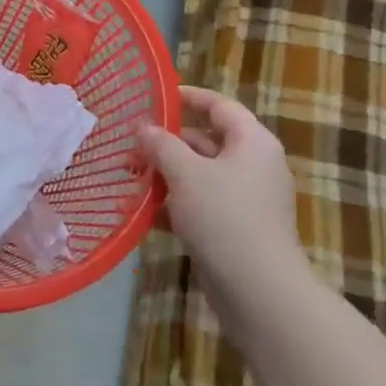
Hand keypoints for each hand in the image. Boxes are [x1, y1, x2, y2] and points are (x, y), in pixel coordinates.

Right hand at [138, 86, 302, 272]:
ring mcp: (245, 199)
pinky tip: (140, 214)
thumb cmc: (224, 216)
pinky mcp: (234, 228)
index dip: (189, 97)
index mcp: (251, 142)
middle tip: (128, 147)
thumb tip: (144, 128)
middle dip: (165, 144)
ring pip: (198, 176)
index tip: (156, 97)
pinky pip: (199, 205)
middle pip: (205, 141)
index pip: (220, 106)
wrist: (258, 289)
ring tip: (127, 179)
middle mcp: (252, 165)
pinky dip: (172, 206)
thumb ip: (161, 145)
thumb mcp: (186, 173)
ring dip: (164, 176)